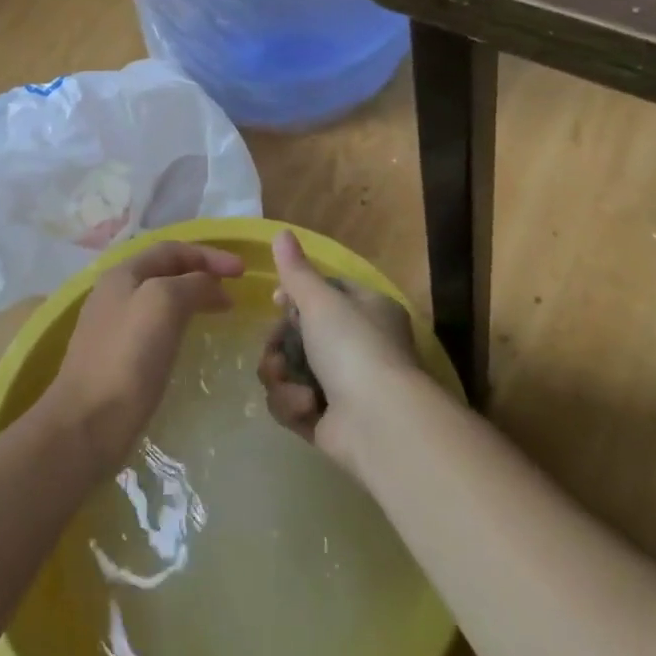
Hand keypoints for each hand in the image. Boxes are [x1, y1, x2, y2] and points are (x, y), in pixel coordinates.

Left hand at [40, 240, 242, 473]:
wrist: (86, 425)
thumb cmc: (128, 357)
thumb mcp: (164, 303)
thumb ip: (191, 283)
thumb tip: (211, 285)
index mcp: (122, 273)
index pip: (172, 249)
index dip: (209, 255)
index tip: (242, 271)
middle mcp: (114, 293)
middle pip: (165, 271)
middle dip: (202, 274)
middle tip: (234, 290)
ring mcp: (112, 327)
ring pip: (160, 299)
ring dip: (192, 297)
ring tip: (220, 311)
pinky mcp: (116, 359)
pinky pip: (155, 326)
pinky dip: (180, 322)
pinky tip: (190, 340)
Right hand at [257, 230, 422, 473]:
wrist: (380, 423)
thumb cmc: (353, 347)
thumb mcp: (321, 301)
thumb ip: (296, 271)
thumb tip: (280, 232)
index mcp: (366, 310)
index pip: (325, 294)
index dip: (295, 297)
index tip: (277, 301)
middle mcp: (357, 345)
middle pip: (298, 335)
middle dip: (279, 343)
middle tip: (275, 350)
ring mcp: (343, 386)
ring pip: (289, 370)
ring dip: (280, 376)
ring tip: (287, 382)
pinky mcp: (328, 422)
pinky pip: (293, 404)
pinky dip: (293, 405)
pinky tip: (305, 407)